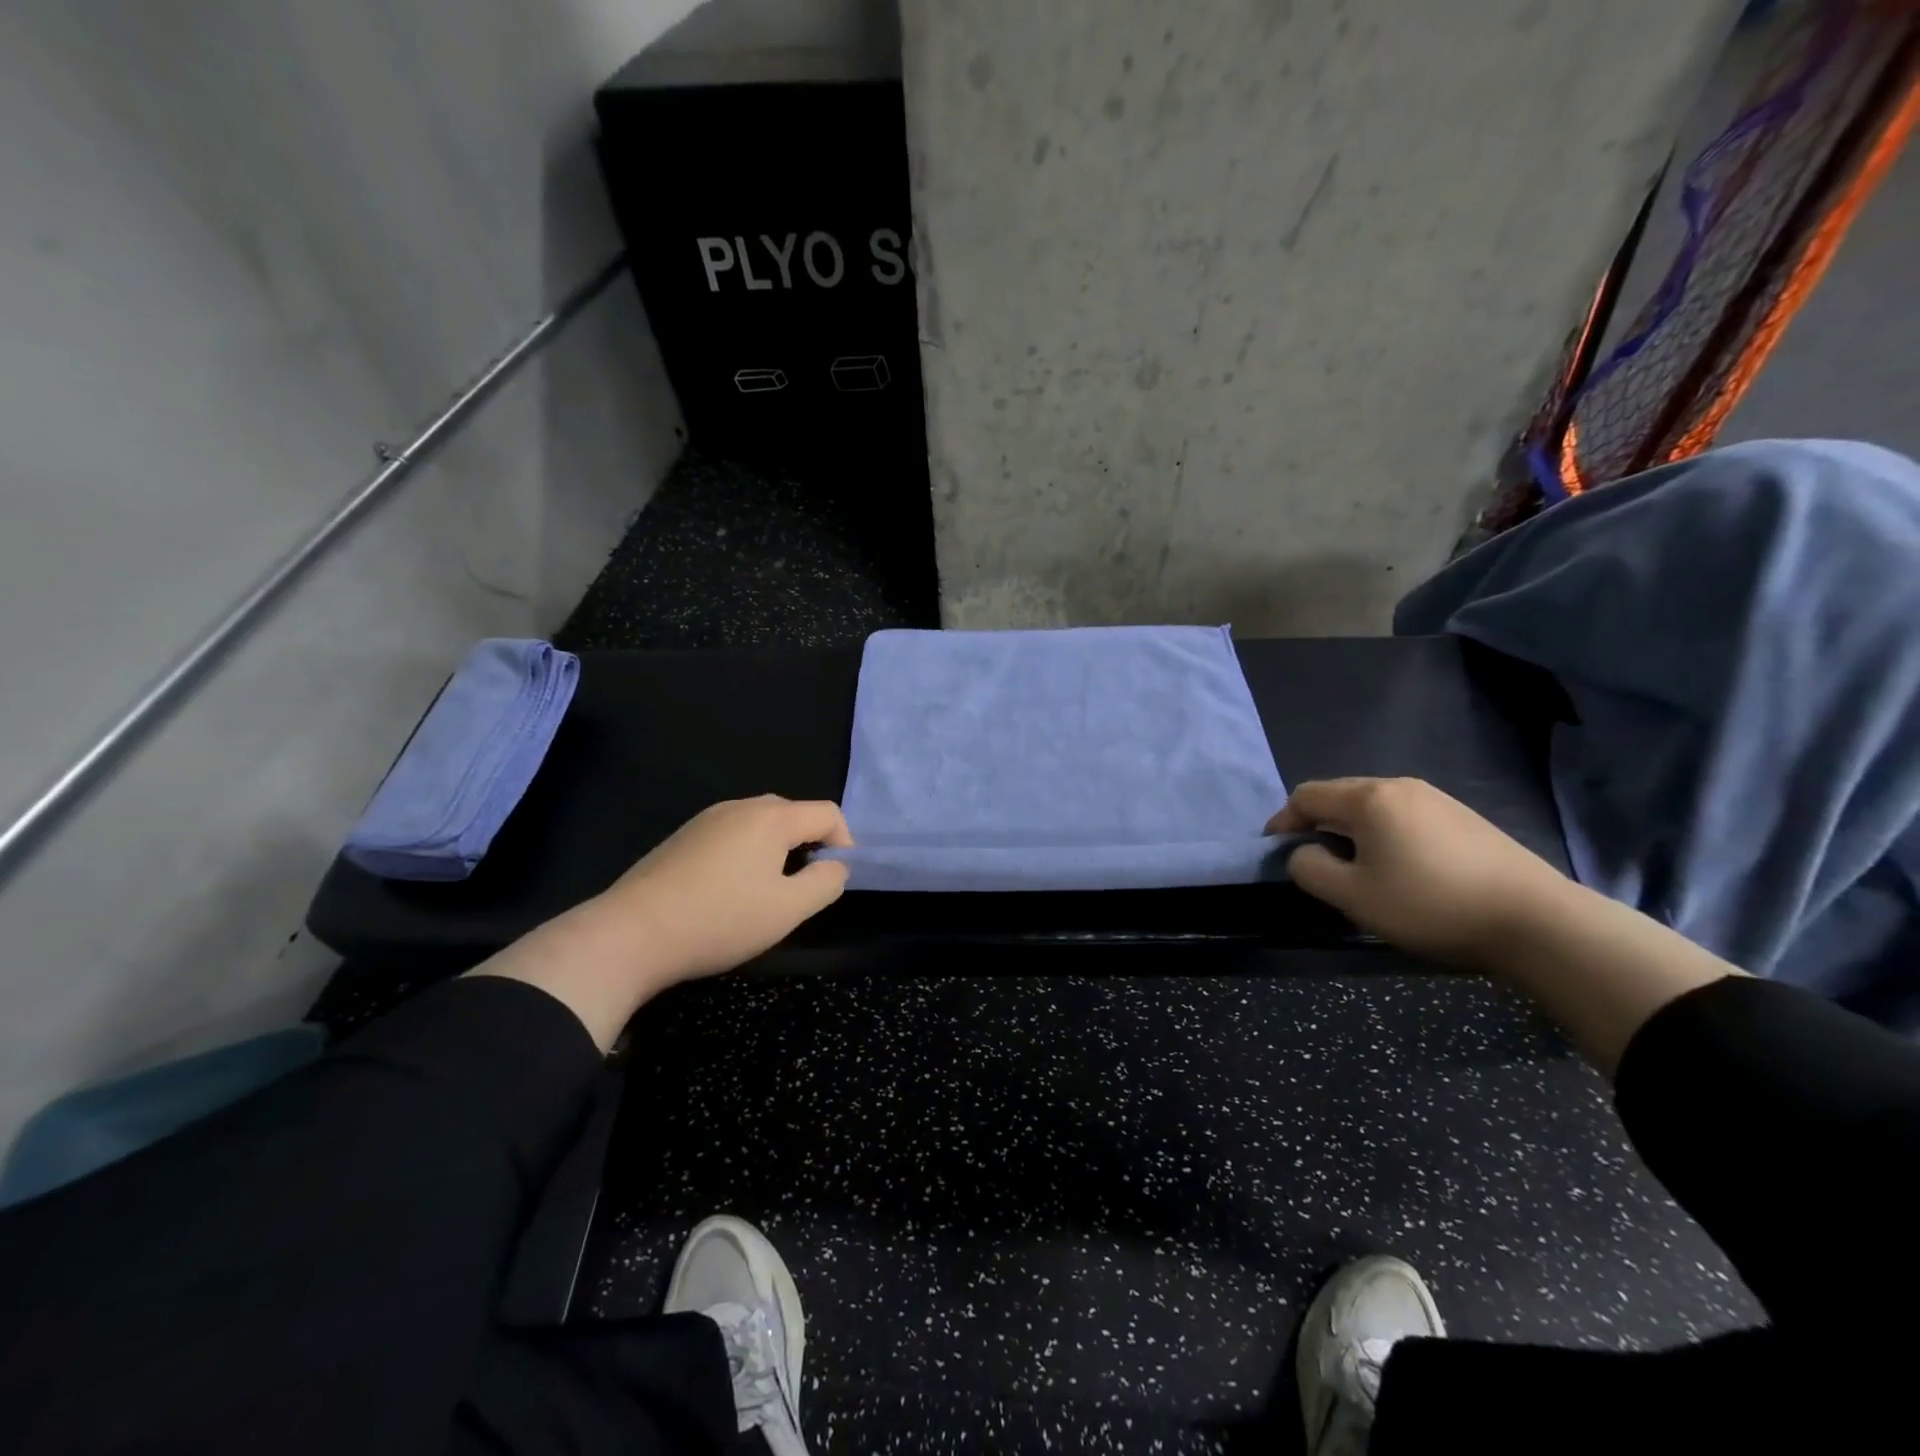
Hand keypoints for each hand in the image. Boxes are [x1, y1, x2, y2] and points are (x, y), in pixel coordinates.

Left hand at [471, 796, 851, 1048]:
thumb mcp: (788, 910)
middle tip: (802, 888)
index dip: (843, 842)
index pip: (827, 812)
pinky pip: (731, 833)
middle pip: (793, 813)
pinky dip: (746, 852)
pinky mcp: (682, 836)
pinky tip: (728, 890)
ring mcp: (706, 819)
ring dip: (777, 849)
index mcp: (771, 817)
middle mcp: (740, 806)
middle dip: (809, 844)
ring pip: (760, 823)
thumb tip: (835, 866)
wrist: (630, 934)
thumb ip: (825, 883)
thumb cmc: (720, 920)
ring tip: (766, 891)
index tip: (833, 880)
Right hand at [1268, 777, 1575, 968]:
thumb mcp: (1353, 896)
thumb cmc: (1431, 905)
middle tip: (1312, 862)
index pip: (1306, 795)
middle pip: (1340, 796)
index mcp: (1369, 798)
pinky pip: (1404, 817)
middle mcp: (1401, 786)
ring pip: (1373, 807)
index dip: (1282, 821)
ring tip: (1353, 868)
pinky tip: (1399, 868)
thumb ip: (1310, 869)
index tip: (1275, 852)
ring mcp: (1438, 799)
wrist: (1537, 922)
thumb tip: (1305, 854)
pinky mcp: (1464, 818)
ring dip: (1351, 831)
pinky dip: (1384, 835)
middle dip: (1316, 825)